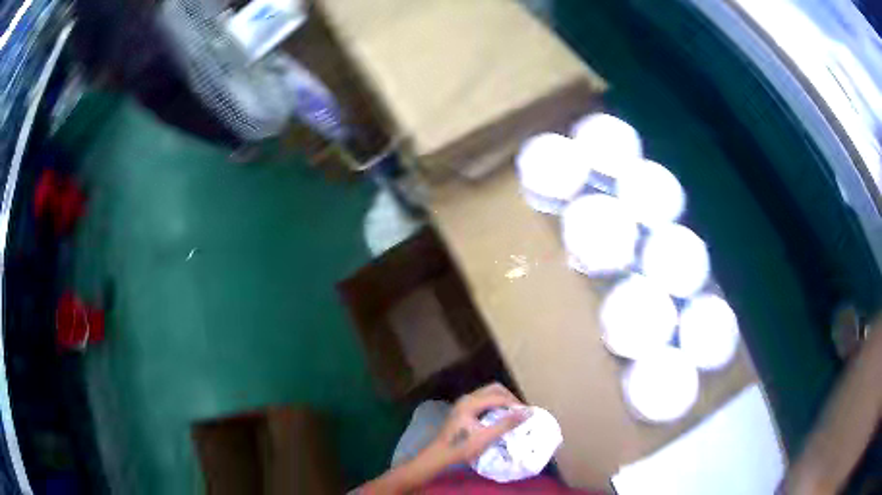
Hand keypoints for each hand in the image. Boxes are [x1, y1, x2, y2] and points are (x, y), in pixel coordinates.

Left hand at [429, 383, 531, 465]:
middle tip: (520, 411)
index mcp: (470, 403)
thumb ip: (507, 424)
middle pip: (494, 389)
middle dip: (509, 398)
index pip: (499, 396)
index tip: (526, 413)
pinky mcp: (463, 410)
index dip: (514, 403)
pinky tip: (500, 417)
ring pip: (488, 394)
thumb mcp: (486, 437)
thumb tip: (528, 412)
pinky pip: (484, 400)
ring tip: (513, 414)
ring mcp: (464, 403)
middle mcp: (467, 398)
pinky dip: (495, 405)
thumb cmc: (462, 447)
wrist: (440, 455)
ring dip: (502, 401)